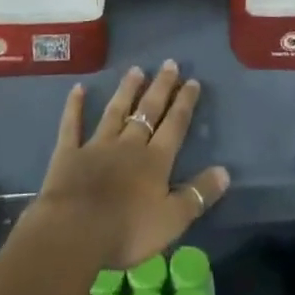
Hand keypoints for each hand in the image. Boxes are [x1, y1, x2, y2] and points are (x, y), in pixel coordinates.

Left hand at [29, 61, 229, 270]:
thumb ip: (197, 195)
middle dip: (160, 87)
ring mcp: (97, 145)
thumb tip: (225, 171)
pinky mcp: (69, 153)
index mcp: (155, 161)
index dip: (184, 103)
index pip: (174, 126)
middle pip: (148, 111)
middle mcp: (129, 145)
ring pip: (115, 111)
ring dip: (126, 90)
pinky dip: (74, 106)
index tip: (192, 80)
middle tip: (169, 63)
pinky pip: (72, 125)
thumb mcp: (172, 220)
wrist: (75, 231)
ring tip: (136, 69)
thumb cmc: (127, 230)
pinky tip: (78, 88)